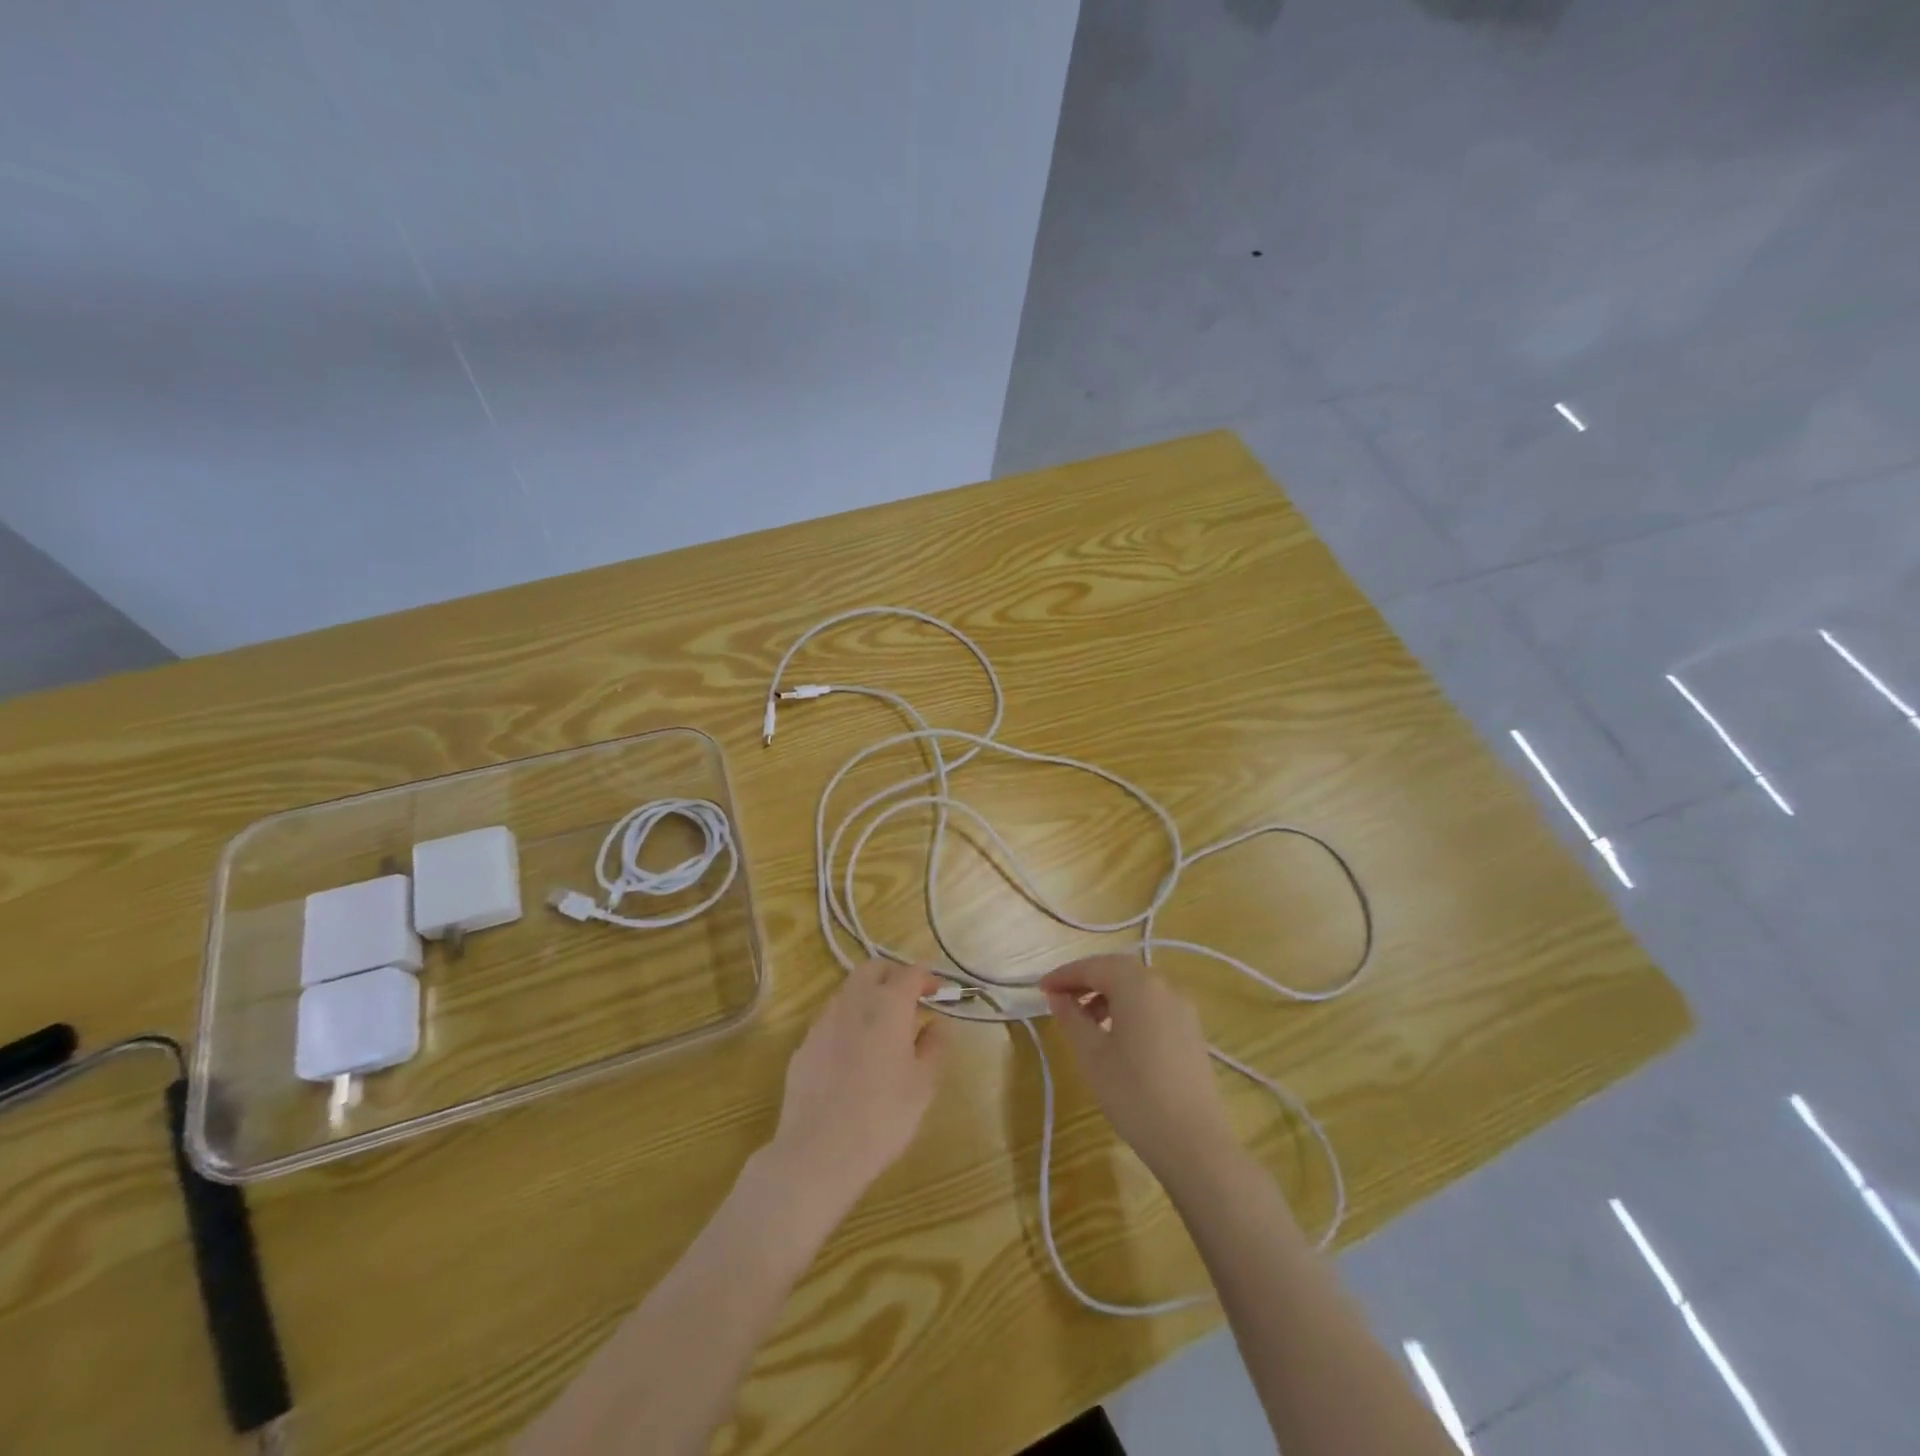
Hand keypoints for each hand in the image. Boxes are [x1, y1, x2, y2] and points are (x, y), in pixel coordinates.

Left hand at [767, 961, 948, 1216]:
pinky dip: (849, 1020)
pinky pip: (831, 1018)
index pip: (911, 973)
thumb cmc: (882, 1117)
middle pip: (873, 969)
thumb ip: (935, 1045)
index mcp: (887, 1005)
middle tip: (911, 998)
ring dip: (869, 994)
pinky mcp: (804, 1044)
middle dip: (894, 975)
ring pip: (849, 990)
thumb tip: (938, 1022)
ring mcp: (823, 1021)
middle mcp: (853, 1002)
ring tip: (884, 1024)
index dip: (928, 978)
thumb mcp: (923, 1085)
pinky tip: (855, 1051)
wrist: (817, 1152)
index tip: (940, 993)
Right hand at [1041, 954, 1236, 1181]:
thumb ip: (1071, 1019)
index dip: (1064, 975)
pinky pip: (1153, 1005)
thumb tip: (1058, 997)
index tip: (1040, 989)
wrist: (1195, 1143)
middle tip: (1059, 999)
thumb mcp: (1092, 1056)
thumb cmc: (1134, 1094)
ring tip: (1084, 1021)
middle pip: (1117, 970)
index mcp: (1137, 985)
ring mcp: (1183, 1008)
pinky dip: (1129, 1008)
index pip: (1093, 966)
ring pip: (1137, 987)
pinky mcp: (1191, 1031)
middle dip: (1086, 980)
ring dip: (1107, 994)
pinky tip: (1115, 1035)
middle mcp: (1164, 986)